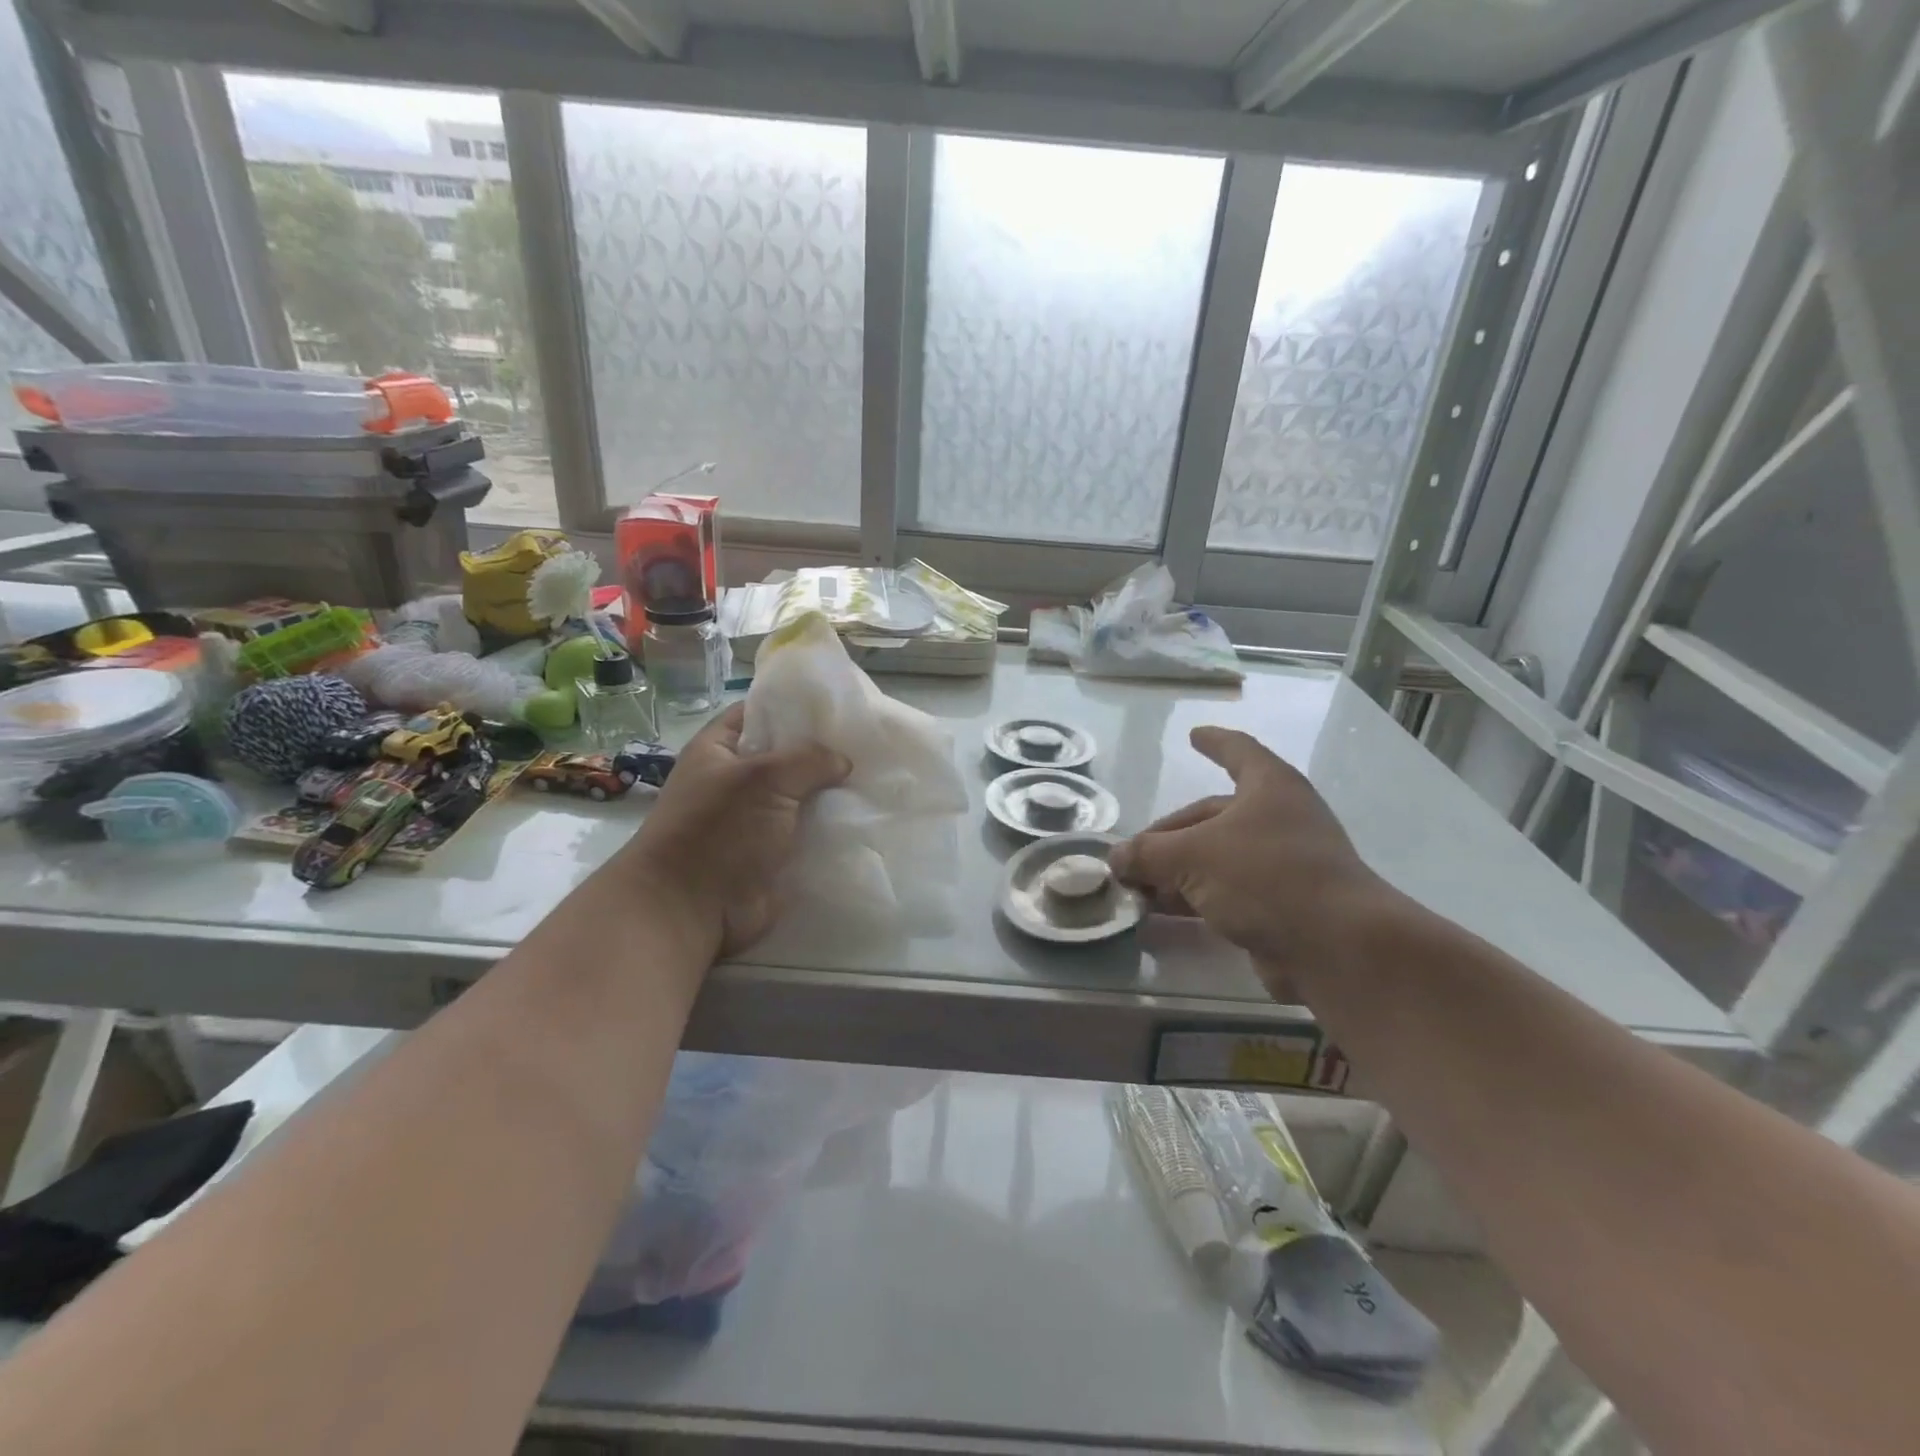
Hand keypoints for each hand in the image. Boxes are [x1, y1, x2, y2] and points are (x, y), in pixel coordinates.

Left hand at [620, 704, 849, 957]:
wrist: (690, 910)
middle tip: (870, 743)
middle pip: (787, 756)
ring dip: (832, 793)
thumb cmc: (717, 831)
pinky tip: (867, 818)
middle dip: (824, 752)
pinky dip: (832, 829)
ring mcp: (754, 820)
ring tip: (877, 778)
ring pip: (802, 796)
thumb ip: (808, 759)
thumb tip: (842, 762)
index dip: (794, 706)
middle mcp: (736, 781)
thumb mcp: (764, 778)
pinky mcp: (771, 854)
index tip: (839, 706)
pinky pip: (808, 833)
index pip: (759, 712)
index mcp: (719, 750)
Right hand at [1109, 727, 1406, 991]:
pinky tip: (1161, 913)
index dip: (1214, 742)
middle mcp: (1279, 819)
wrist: (1337, 948)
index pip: (1238, 751)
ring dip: (1176, 872)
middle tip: (1131, 858)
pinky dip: (1194, 898)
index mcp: (1268, 788)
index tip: (1193, 735)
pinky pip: (1227, 892)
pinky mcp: (1283, 906)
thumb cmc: (1265, 876)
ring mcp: (1284, 864)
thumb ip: (1147, 853)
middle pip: (1213, 816)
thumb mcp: (1191, 857)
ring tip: (1135, 888)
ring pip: (1217, 858)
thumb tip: (1116, 859)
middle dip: (1168, 836)